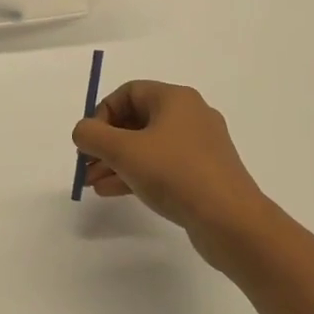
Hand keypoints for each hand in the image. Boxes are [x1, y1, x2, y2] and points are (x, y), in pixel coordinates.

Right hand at [72, 81, 286, 273]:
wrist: (231, 221)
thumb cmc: (175, 174)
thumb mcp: (124, 152)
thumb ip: (93, 136)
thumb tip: (83, 131)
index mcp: (175, 99)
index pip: (129, 93)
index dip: (102, 113)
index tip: (89, 140)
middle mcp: (190, 116)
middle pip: (137, 120)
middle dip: (106, 143)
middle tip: (86, 165)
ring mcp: (199, 146)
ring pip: (148, 146)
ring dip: (117, 162)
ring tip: (93, 184)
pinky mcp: (204, 174)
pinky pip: (162, 166)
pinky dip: (137, 174)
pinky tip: (113, 192)